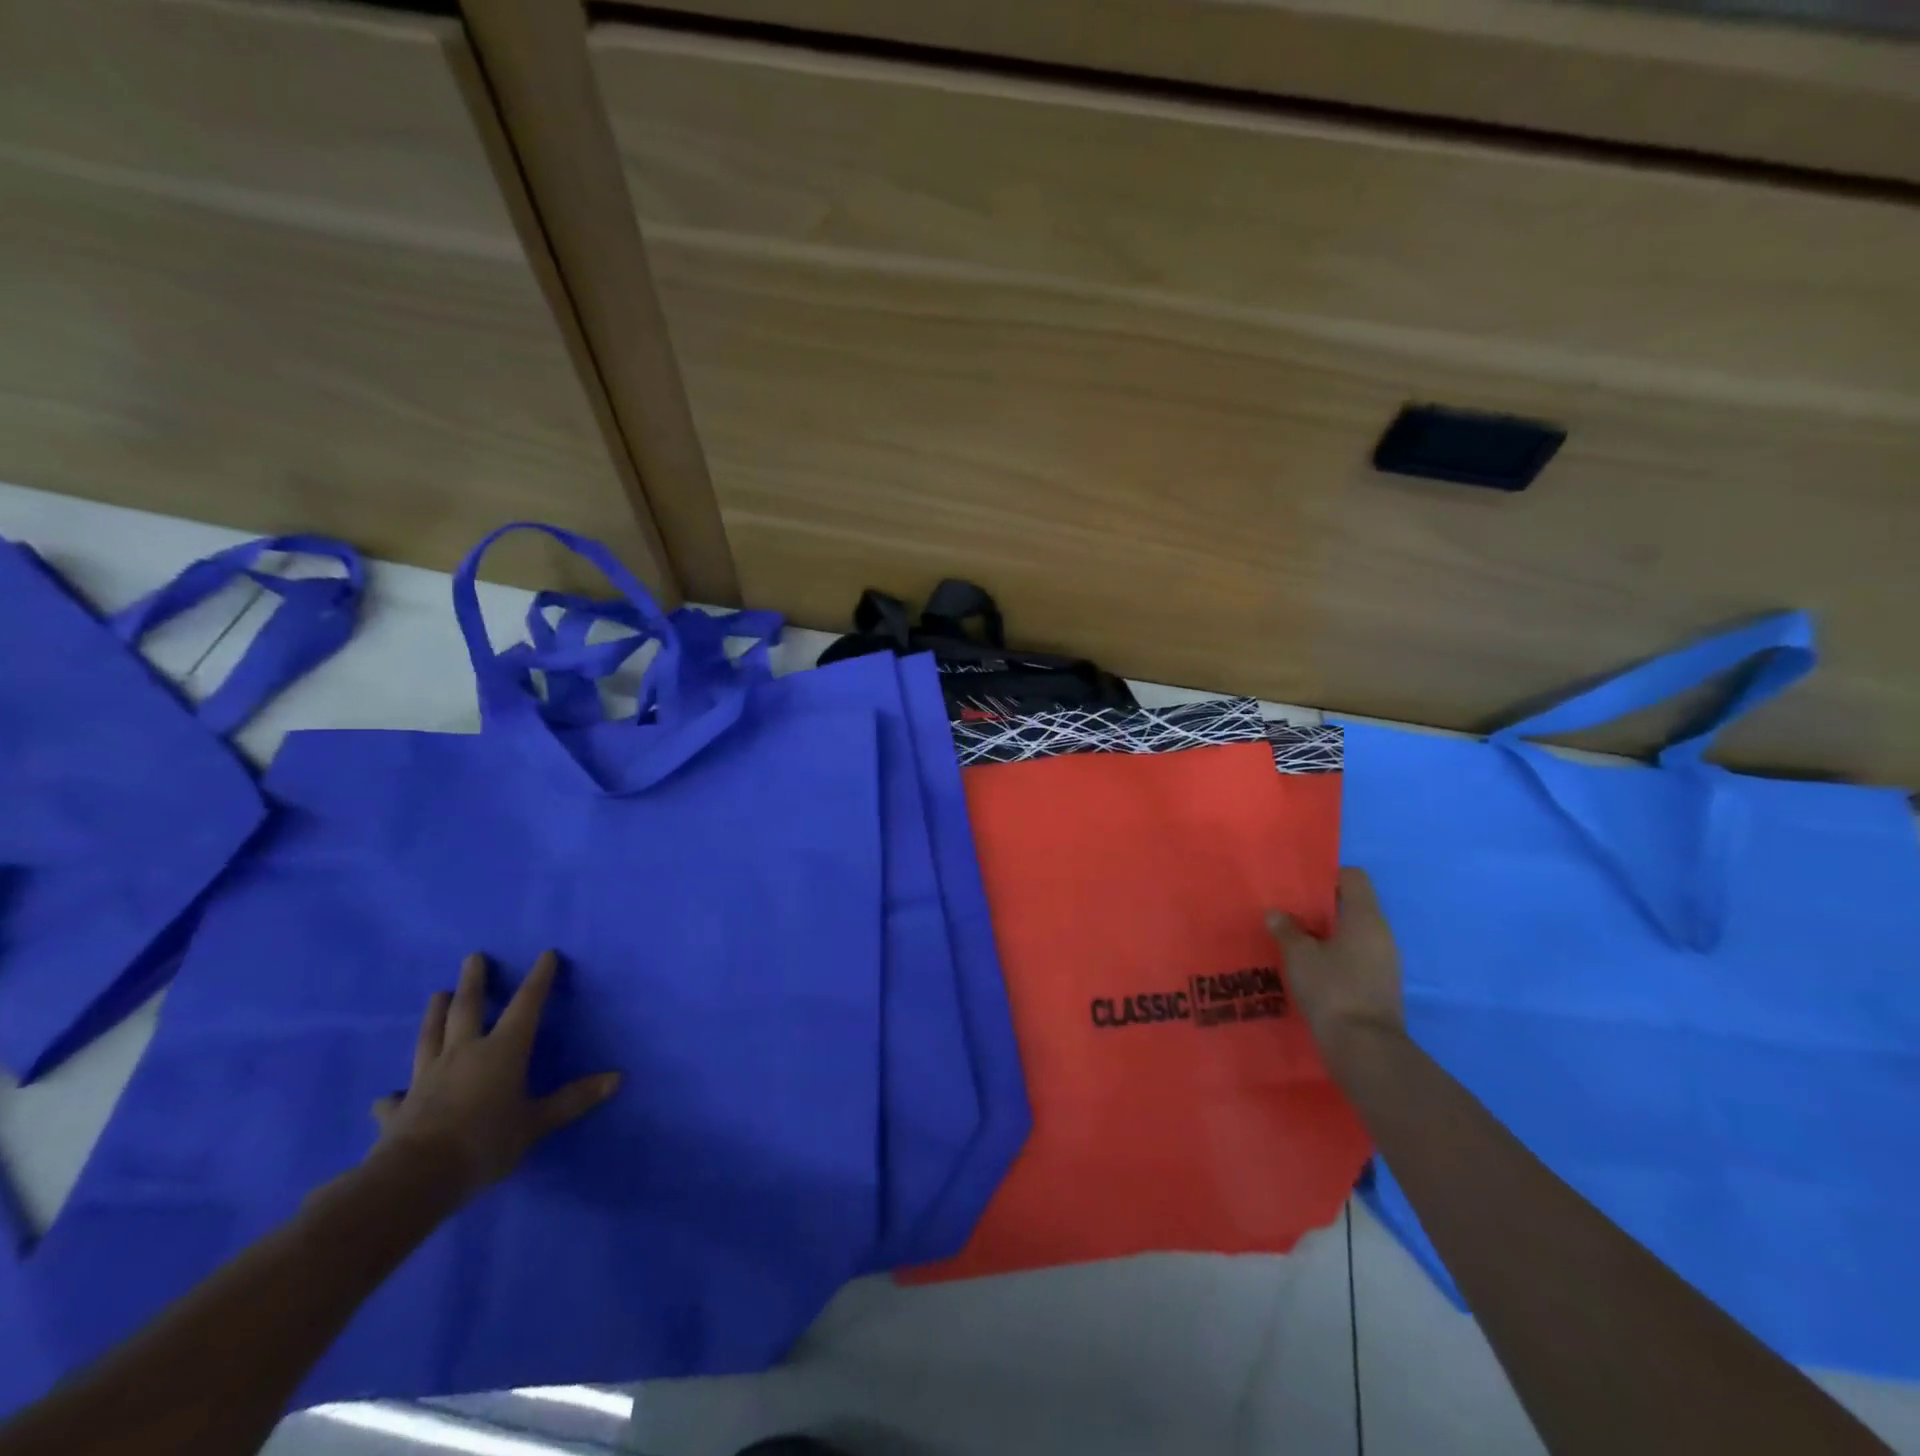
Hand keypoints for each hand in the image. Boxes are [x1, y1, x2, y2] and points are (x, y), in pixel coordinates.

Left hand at [371, 951, 621, 1196]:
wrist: (414, 1179)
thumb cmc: (485, 1142)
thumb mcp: (536, 1123)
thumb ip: (573, 1100)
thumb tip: (618, 1078)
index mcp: (502, 1051)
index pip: (526, 1005)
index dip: (538, 979)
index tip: (546, 955)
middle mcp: (463, 1055)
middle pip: (467, 1010)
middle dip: (474, 982)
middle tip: (473, 957)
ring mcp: (426, 1080)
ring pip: (430, 1038)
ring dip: (434, 1015)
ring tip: (437, 994)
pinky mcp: (399, 1110)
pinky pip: (395, 1098)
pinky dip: (393, 1095)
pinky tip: (386, 1095)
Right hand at [1267, 867, 1405, 1059]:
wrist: (1365, 1048)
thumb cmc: (1332, 989)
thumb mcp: (1299, 955)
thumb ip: (1287, 930)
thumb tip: (1277, 914)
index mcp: (1365, 918)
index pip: (1354, 878)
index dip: (1328, 877)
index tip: (1300, 887)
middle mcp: (1382, 935)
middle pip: (1352, 907)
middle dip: (1321, 909)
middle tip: (1289, 914)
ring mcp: (1385, 963)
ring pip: (1353, 935)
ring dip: (1326, 936)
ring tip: (1294, 943)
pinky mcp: (1380, 986)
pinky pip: (1355, 959)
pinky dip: (1334, 958)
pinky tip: (1309, 970)